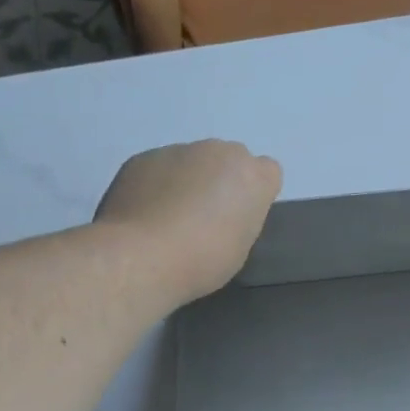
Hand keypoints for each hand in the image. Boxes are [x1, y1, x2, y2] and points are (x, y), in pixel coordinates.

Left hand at [95, 140, 281, 302]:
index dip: (254, 194)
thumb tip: (224, 211)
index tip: (240, 216)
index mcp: (252, 175)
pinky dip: (155, 184)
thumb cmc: (203, 260)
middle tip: (204, 216)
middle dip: (220, 180)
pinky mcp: (143, 157)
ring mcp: (178, 150)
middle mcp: (219, 151)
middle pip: (228, 160)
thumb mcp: (241, 246)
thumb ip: (241, 217)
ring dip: (186, 180)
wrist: (142, 256)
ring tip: (168, 217)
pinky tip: (144, 214)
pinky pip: (158, 167)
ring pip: (191, 161)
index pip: (267, 172)